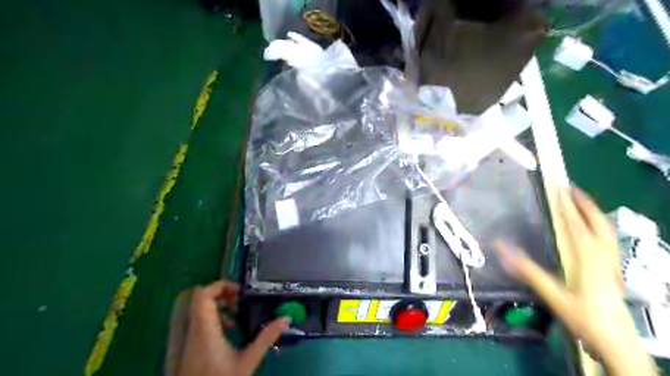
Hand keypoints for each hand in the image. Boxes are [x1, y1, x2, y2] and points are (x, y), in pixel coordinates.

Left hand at [178, 281, 289, 375]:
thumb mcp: (248, 361)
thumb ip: (266, 338)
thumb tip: (286, 318)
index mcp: (205, 330)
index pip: (203, 296)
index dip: (221, 285)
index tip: (240, 291)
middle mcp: (194, 330)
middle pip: (200, 298)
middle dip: (222, 293)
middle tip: (241, 300)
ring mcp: (190, 338)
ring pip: (200, 309)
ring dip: (219, 305)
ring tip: (238, 314)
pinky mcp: (191, 345)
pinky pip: (200, 320)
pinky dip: (215, 317)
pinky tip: (230, 328)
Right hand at [493, 184, 657, 375]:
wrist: (617, 342)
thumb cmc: (584, 317)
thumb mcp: (552, 294)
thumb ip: (527, 271)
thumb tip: (501, 248)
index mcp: (588, 259)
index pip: (577, 226)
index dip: (567, 207)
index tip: (558, 190)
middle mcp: (603, 257)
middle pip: (597, 224)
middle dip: (584, 204)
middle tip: (571, 188)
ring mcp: (611, 264)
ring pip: (606, 232)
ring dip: (593, 214)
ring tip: (581, 202)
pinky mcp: (613, 271)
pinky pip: (607, 241)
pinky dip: (599, 228)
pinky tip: (592, 229)